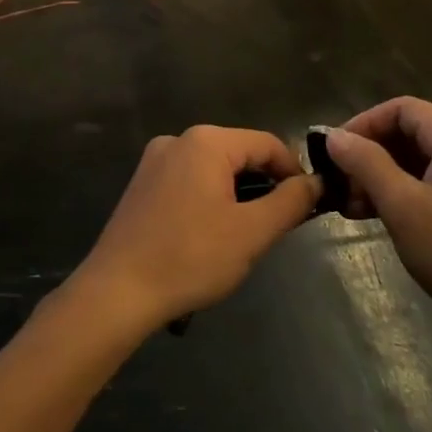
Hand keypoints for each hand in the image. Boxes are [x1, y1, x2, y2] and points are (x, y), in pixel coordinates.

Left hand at [72, 126, 318, 332]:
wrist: (116, 292)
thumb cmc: (190, 258)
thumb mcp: (252, 232)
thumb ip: (290, 202)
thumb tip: (315, 183)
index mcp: (206, 141)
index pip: (268, 144)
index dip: (293, 173)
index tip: (306, 208)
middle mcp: (178, 140)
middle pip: (239, 154)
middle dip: (263, 186)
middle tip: (276, 228)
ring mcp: (155, 161)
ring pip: (214, 169)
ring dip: (236, 196)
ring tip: (244, 237)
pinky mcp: (141, 184)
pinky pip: (189, 182)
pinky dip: (209, 200)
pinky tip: (208, 237)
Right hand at [326, 98, 431, 362]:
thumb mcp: (403, 207)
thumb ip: (366, 164)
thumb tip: (334, 136)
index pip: (400, 108)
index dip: (361, 125)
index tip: (331, 153)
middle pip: (412, 132)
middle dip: (371, 155)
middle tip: (339, 186)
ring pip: (423, 159)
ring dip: (385, 176)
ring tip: (353, 207)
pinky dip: (408, 191)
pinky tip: (384, 216)